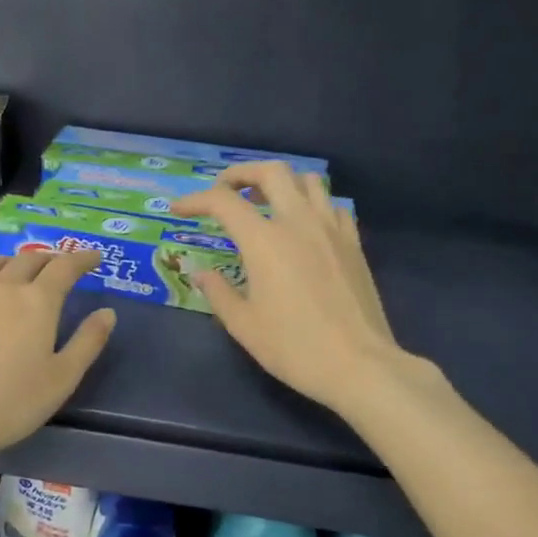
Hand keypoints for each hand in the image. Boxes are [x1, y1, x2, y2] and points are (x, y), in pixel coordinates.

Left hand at [0, 250, 115, 464]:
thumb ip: (88, 341)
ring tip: (20, 273)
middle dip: (50, 260)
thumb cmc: (12, 404)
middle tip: (60, 268)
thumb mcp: (63, 378)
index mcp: (37, 302)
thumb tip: (107, 312)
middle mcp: (2, 286)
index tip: (94, 257)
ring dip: (14, 262)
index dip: (82, 259)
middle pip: (29, 260)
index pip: (65, 267)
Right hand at [172, 163, 415, 415]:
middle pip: (271, 172)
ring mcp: (331, 229)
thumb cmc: (293, 347)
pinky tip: (304, 226)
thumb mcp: (243, 325)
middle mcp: (298, 222)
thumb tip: (201, 273)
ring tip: (265, 200)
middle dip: (241, 173)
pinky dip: (312, 204)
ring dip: (281, 182)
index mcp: (264, 241)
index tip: (179, 210)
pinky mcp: (353, 244)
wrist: (358, 364)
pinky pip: (332, 206)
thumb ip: (218, 292)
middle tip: (225, 190)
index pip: (223, 202)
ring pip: (308, 181)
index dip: (195, 200)